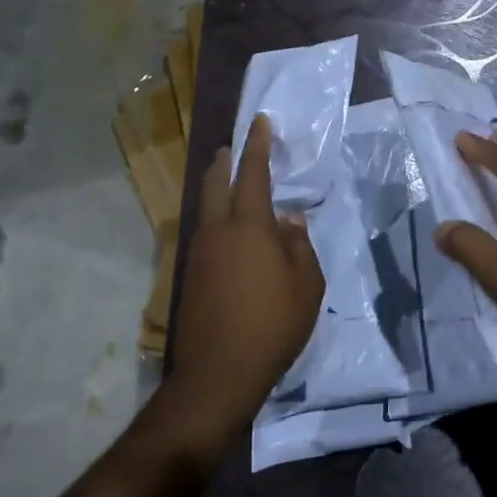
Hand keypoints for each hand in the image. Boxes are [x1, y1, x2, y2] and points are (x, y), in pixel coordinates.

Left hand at [169, 114, 324, 438]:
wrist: (218, 373)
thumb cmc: (273, 325)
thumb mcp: (306, 285)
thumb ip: (299, 246)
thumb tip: (289, 221)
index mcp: (249, 226)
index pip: (253, 173)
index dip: (257, 145)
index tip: (260, 122)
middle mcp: (218, 230)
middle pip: (217, 182)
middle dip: (226, 160)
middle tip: (234, 147)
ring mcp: (199, 253)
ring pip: (206, 206)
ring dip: (217, 187)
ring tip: (230, 182)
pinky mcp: (190, 275)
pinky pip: (204, 231)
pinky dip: (215, 217)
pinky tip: (229, 230)